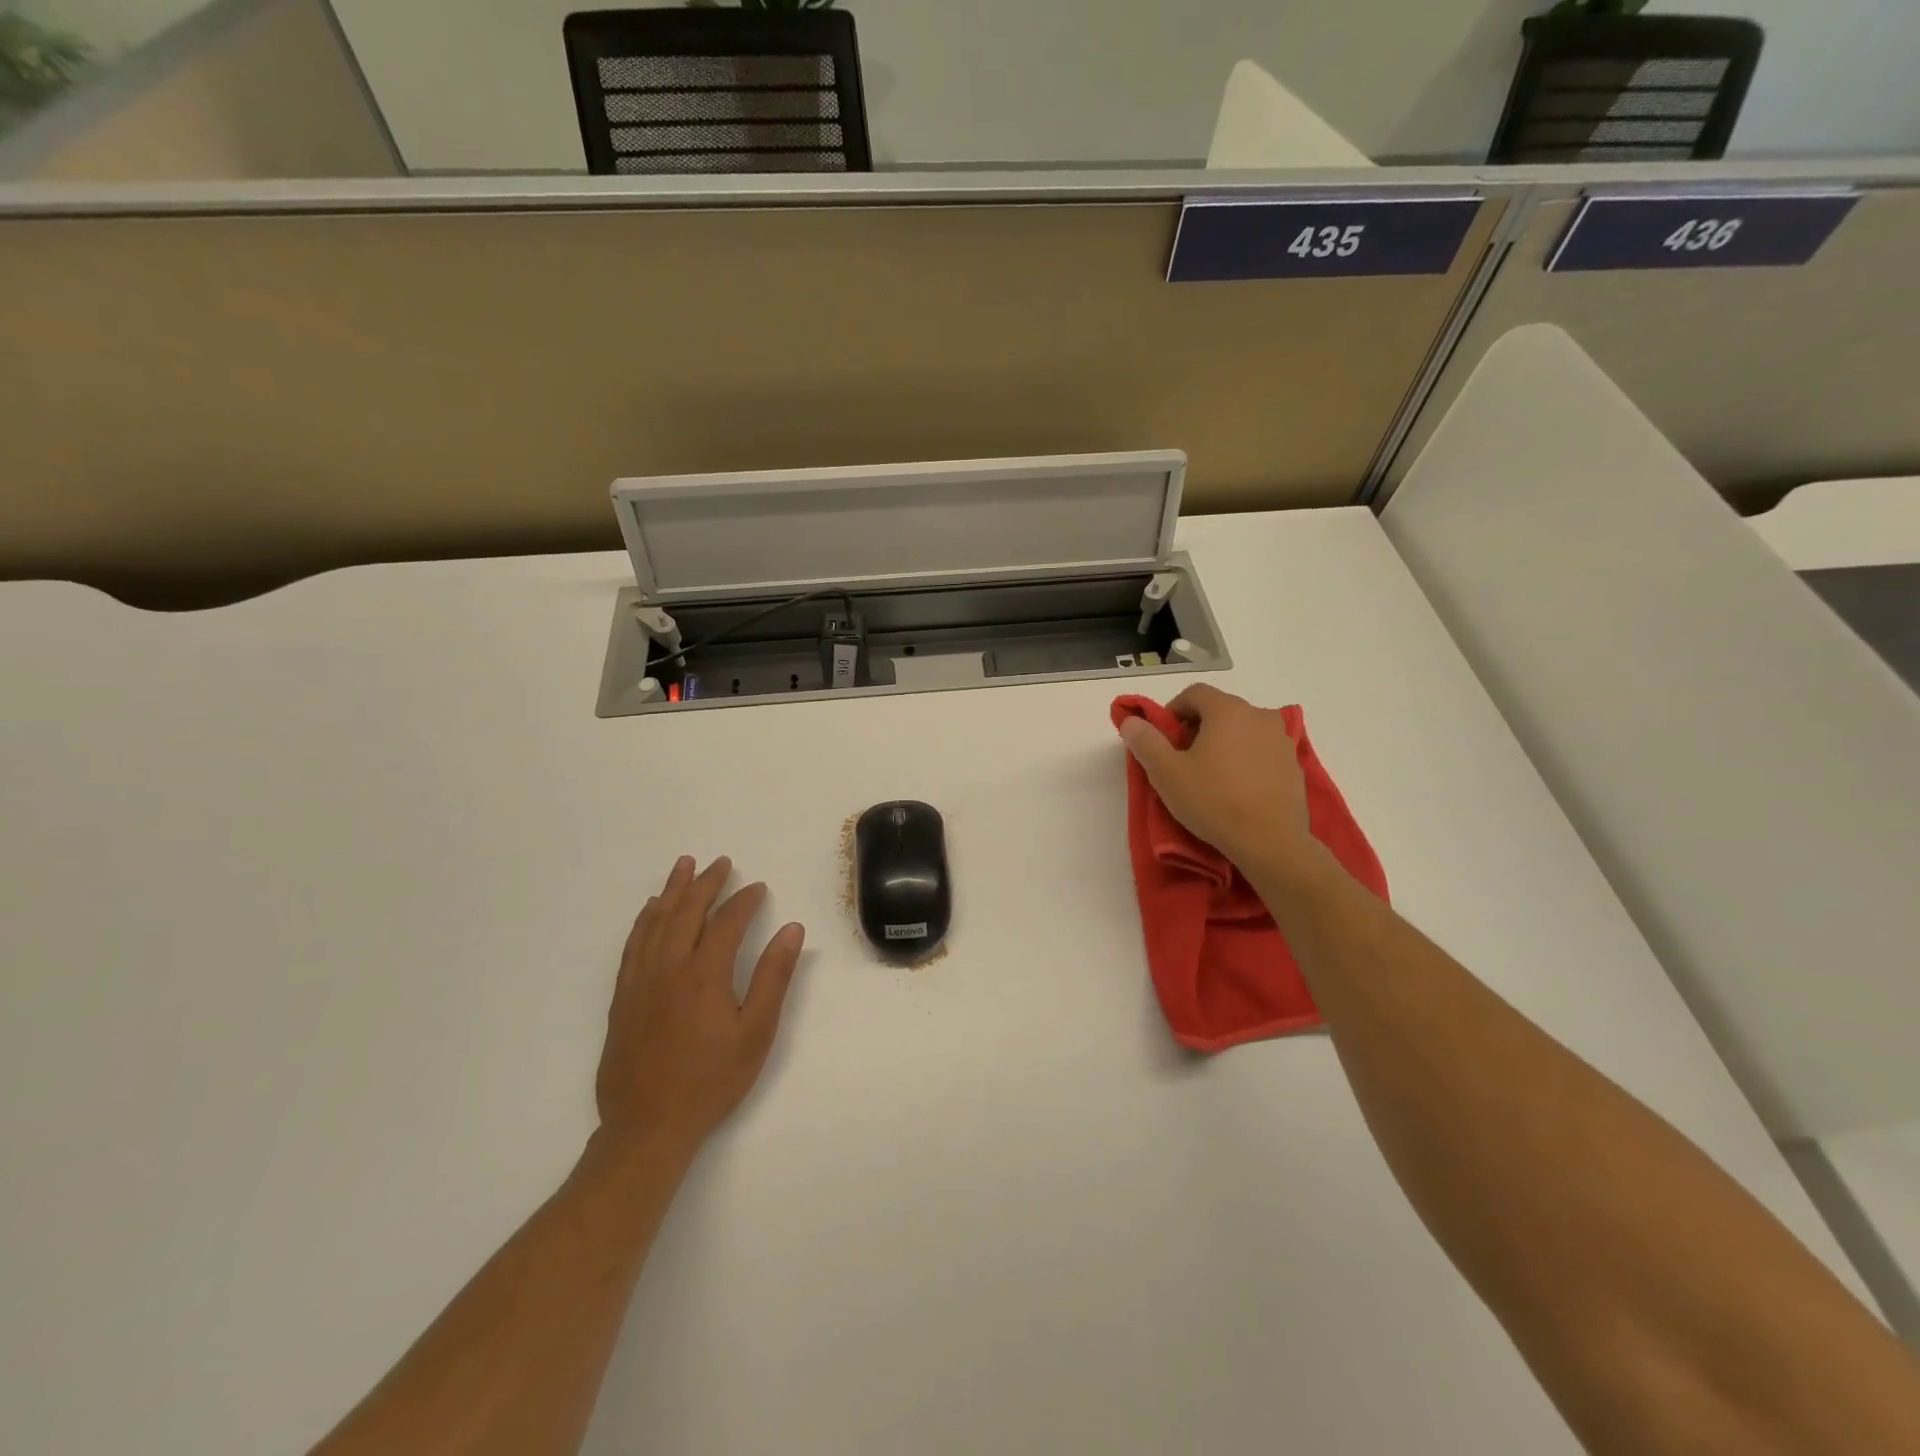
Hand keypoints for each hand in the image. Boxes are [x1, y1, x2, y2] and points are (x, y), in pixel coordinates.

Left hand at [594, 856, 805, 1164]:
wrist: (647, 1126)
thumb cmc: (711, 1081)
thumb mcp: (756, 1032)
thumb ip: (774, 977)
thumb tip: (792, 930)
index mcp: (705, 974)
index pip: (727, 922)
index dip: (745, 901)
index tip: (759, 888)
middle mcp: (669, 967)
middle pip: (687, 911)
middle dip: (706, 883)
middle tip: (721, 862)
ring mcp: (640, 981)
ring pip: (656, 922)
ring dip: (672, 891)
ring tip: (684, 866)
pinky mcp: (622, 997)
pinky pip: (633, 944)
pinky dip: (644, 920)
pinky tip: (650, 911)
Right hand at [1118, 684, 1318, 881]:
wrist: (1270, 842)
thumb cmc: (1213, 801)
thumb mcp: (1166, 773)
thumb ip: (1145, 741)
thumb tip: (1131, 720)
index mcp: (1228, 710)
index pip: (1195, 693)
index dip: (1173, 710)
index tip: (1163, 738)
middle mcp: (1259, 716)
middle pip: (1220, 710)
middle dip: (1197, 728)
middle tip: (1182, 759)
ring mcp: (1282, 740)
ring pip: (1243, 730)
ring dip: (1224, 743)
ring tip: (1210, 775)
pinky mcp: (1294, 765)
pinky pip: (1262, 751)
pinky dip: (1245, 760)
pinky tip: (1236, 789)